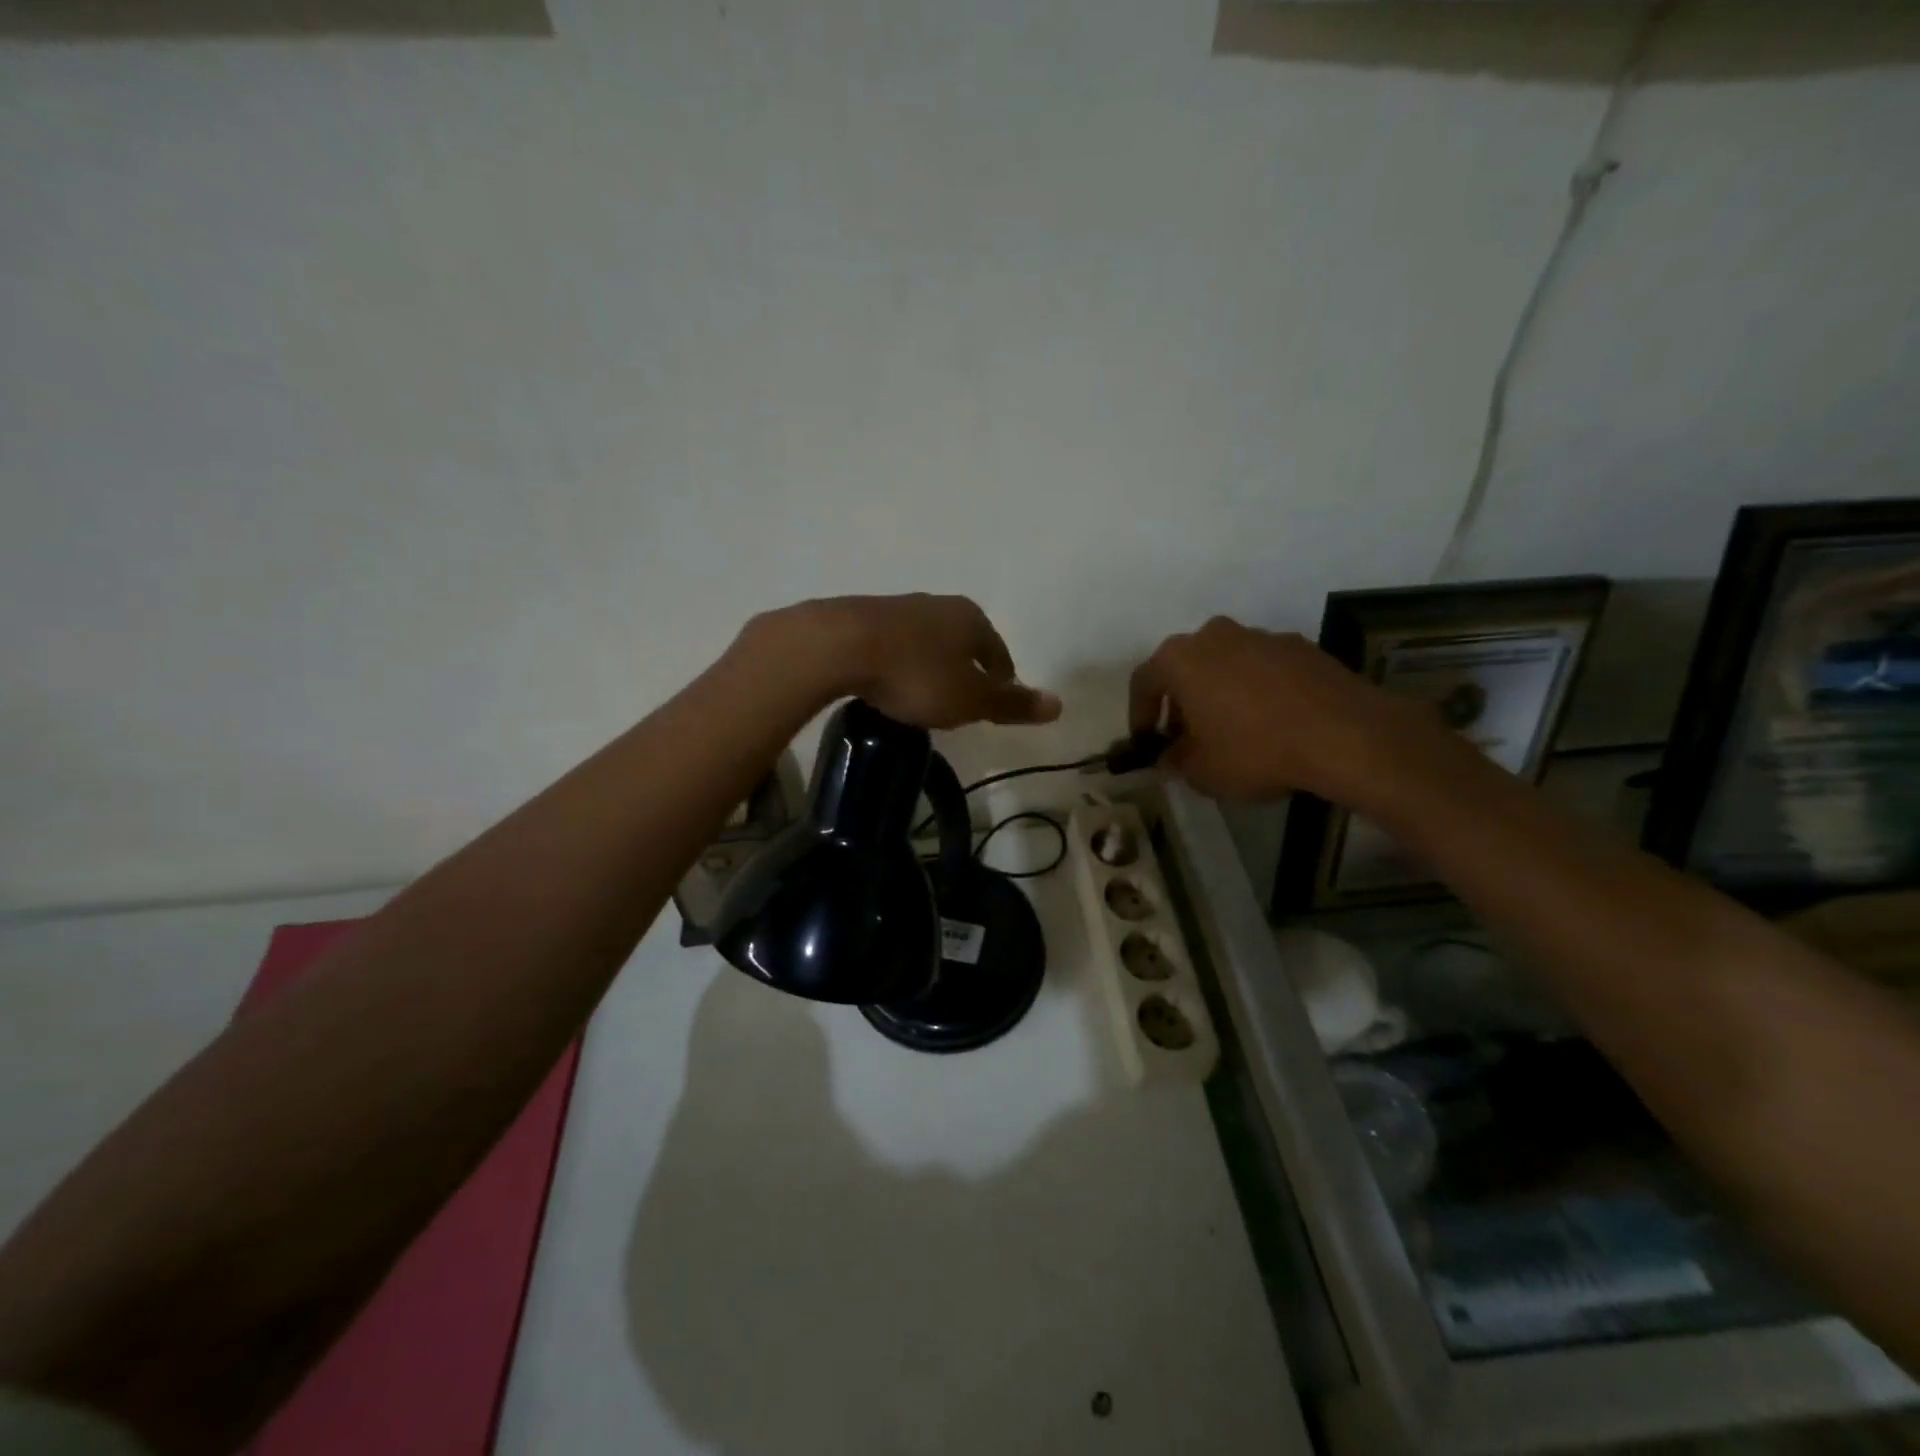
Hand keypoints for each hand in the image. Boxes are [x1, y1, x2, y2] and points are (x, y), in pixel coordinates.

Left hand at [763, 594, 1061, 730]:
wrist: (838, 646)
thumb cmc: (915, 675)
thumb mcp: (969, 699)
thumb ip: (1011, 704)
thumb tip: (1059, 704)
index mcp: (971, 619)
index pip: (998, 651)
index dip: (1001, 678)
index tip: (996, 699)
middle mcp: (938, 605)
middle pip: (963, 641)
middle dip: (965, 667)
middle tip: (962, 698)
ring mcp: (898, 607)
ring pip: (927, 639)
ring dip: (930, 662)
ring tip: (924, 692)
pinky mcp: (862, 617)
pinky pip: (894, 643)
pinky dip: (899, 661)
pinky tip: (888, 680)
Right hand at [1128, 616, 1443, 805]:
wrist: (1344, 734)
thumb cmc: (1254, 750)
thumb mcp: (1202, 771)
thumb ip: (1176, 761)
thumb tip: (1169, 758)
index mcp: (1180, 659)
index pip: (1143, 682)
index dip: (1139, 714)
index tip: (1147, 741)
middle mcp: (1215, 636)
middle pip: (1185, 667)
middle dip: (1181, 702)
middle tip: (1187, 737)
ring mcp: (1261, 636)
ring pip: (1225, 664)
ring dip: (1219, 693)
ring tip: (1232, 731)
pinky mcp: (1300, 646)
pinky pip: (1262, 668)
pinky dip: (1256, 690)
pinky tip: (1271, 723)